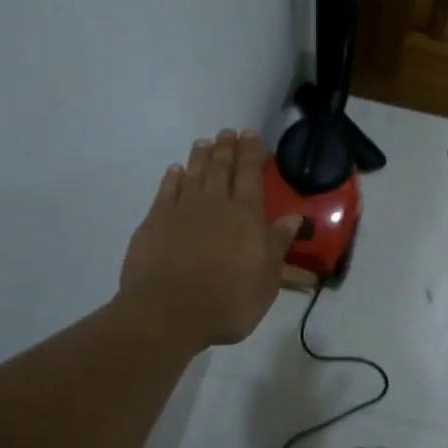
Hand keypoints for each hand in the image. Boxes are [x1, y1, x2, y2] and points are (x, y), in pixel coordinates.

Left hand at [120, 130, 302, 348]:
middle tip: (227, 132)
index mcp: (246, 217)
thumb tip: (293, 218)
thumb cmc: (228, 302)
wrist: (169, 314)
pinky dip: (172, 178)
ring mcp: (181, 211)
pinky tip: (175, 171)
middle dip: (226, 149)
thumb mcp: (266, 280)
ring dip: (200, 157)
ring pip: (193, 175)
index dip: (251, 153)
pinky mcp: (154, 222)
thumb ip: (277, 245)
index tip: (250, 134)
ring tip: (204, 143)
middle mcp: (215, 205)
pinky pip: (166, 192)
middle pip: (221, 169)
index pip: (250, 176)